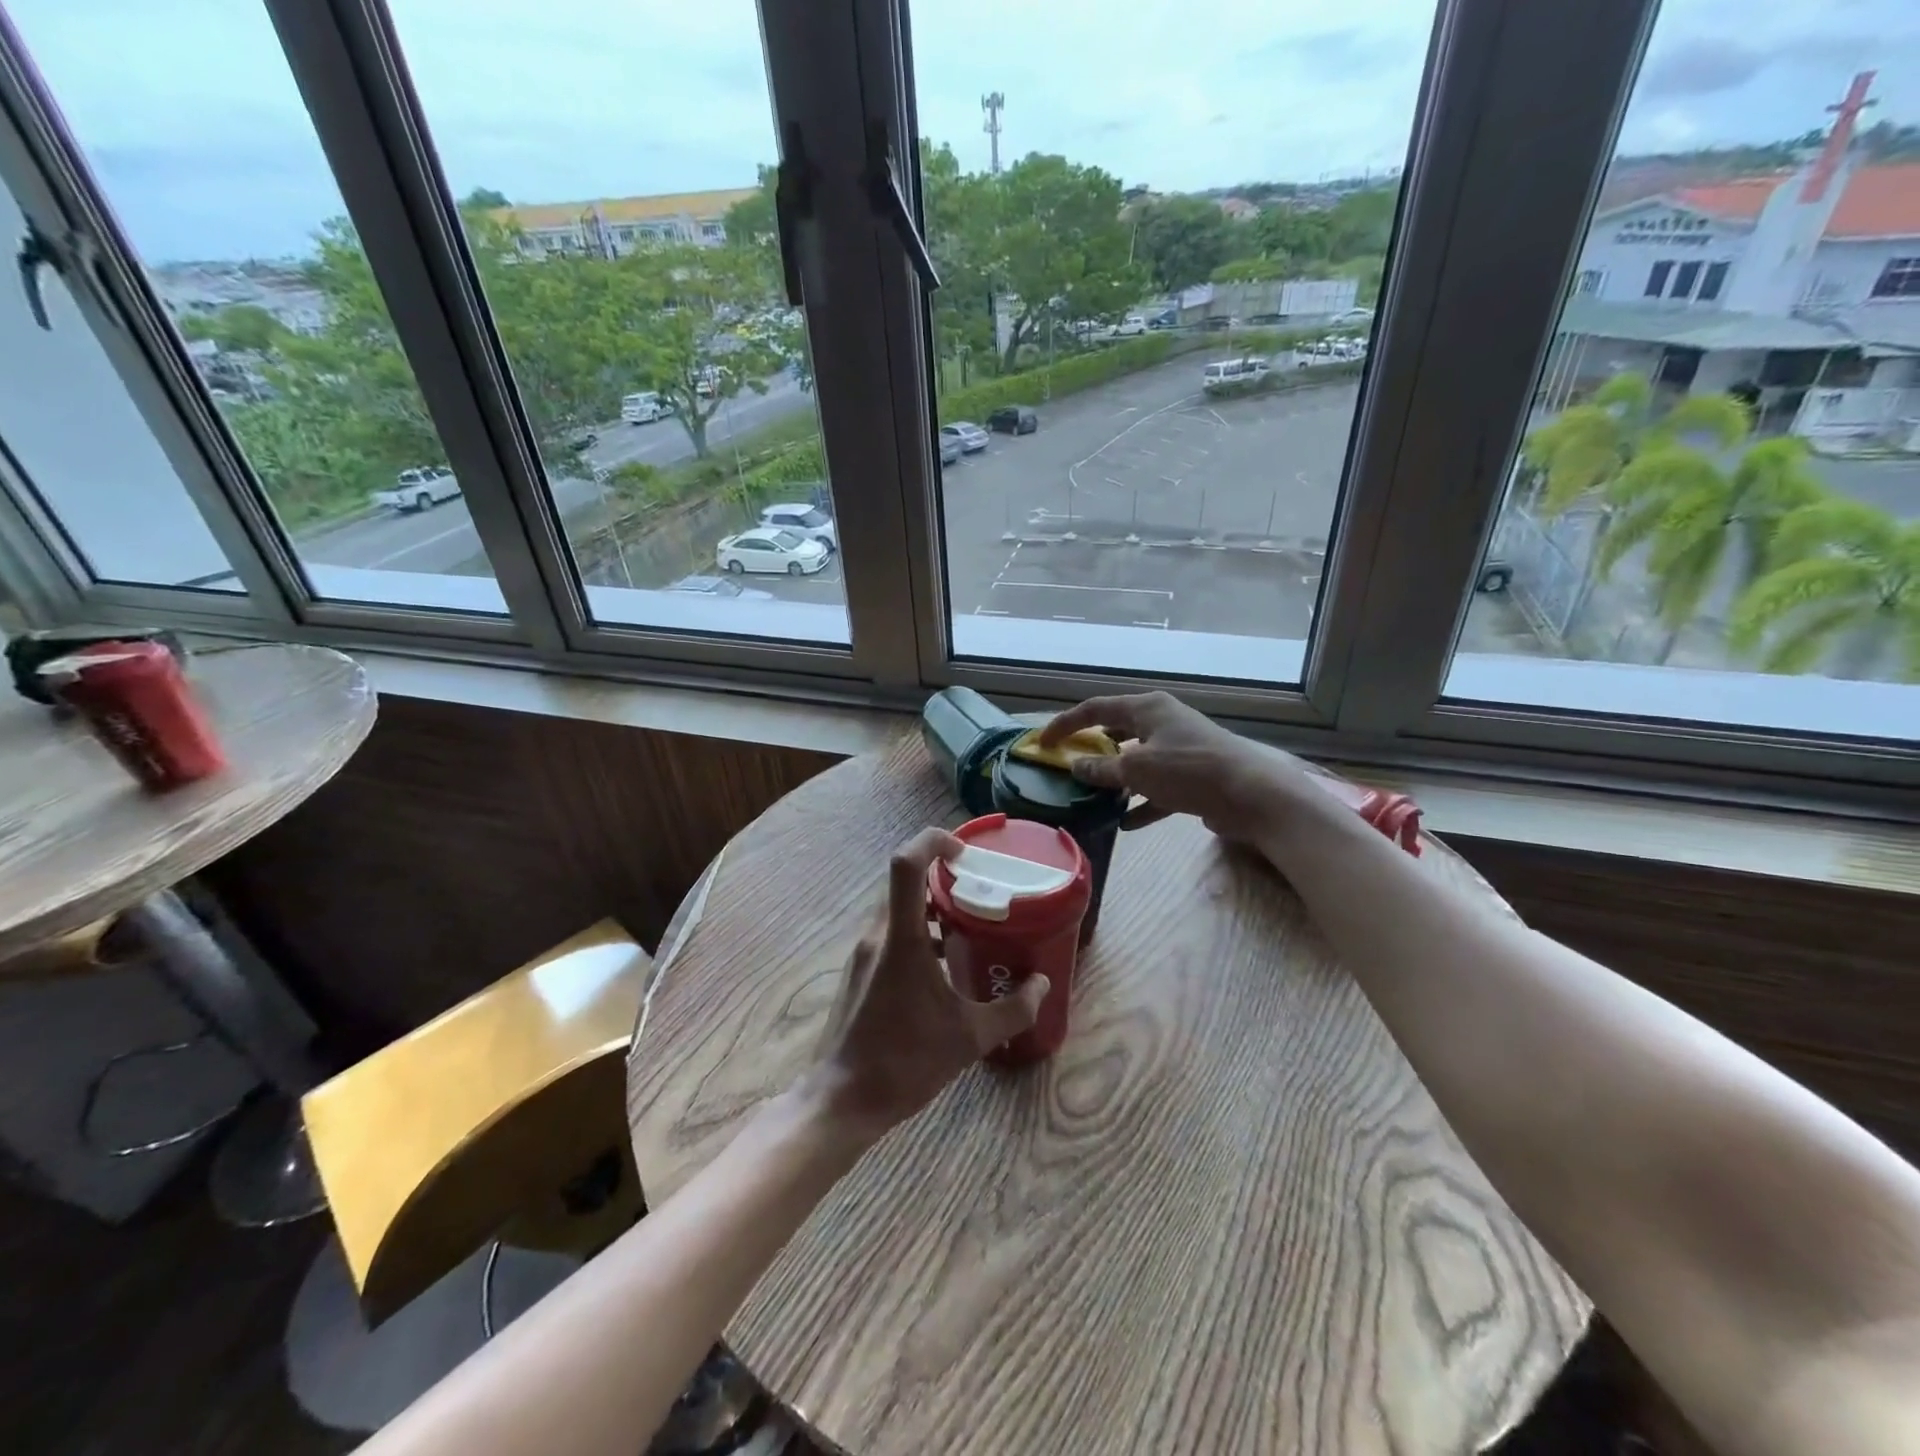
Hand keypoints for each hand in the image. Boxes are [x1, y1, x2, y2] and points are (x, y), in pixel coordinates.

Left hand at [809, 828, 1048, 1137]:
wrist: (842, 1100)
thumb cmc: (905, 1062)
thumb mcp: (970, 1038)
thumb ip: (1013, 1009)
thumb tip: (1041, 985)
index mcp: (900, 939)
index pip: (906, 864)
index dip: (932, 841)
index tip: (964, 852)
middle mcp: (877, 936)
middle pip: (904, 882)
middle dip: (941, 875)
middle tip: (978, 888)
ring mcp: (863, 953)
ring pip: (897, 908)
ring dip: (930, 907)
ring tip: (968, 925)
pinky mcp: (860, 972)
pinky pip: (890, 933)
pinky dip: (918, 932)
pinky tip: (943, 963)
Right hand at [1039, 691, 1308, 845]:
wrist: (1253, 795)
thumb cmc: (1189, 771)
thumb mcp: (1136, 769)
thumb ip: (1101, 769)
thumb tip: (1076, 766)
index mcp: (1147, 708)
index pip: (1095, 709)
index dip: (1065, 724)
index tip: (1042, 743)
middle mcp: (1163, 722)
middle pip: (1118, 731)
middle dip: (1092, 749)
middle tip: (1069, 765)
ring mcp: (1180, 749)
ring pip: (1137, 761)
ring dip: (1116, 778)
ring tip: (1093, 795)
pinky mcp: (1194, 777)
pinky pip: (1158, 788)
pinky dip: (1141, 802)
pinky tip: (1126, 825)